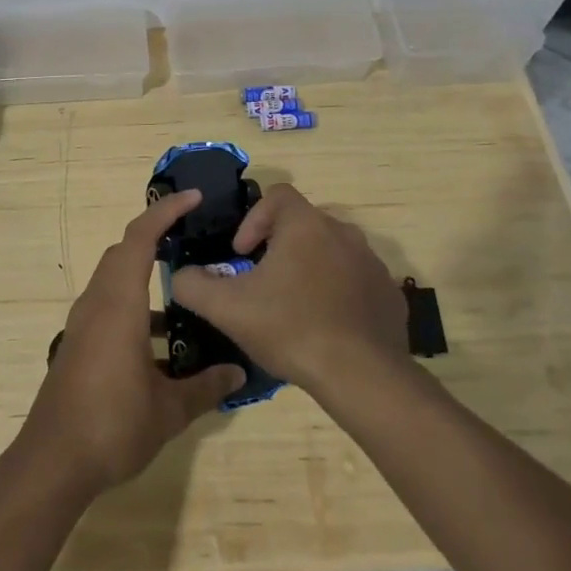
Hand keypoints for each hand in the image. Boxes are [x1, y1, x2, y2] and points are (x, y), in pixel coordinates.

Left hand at [19, 190, 244, 496]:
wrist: (53, 462)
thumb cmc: (113, 425)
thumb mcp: (170, 410)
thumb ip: (206, 387)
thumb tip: (238, 374)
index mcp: (118, 304)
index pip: (139, 239)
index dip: (165, 212)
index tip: (193, 199)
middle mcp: (97, 304)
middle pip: (123, 253)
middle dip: (156, 238)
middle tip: (192, 238)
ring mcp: (83, 325)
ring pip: (115, 281)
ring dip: (146, 278)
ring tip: (188, 296)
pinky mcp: (79, 345)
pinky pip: (109, 308)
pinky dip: (135, 309)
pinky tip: (164, 346)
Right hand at [170, 183, 403, 397]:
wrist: (361, 375)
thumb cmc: (290, 328)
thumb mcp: (227, 308)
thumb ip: (193, 285)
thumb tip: (180, 276)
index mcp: (306, 225)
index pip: (278, 195)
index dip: (253, 218)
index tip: (242, 254)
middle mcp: (344, 232)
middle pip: (304, 223)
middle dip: (280, 245)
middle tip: (263, 280)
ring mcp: (372, 263)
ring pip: (332, 251)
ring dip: (310, 268)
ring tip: (293, 304)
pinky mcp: (390, 293)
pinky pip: (357, 280)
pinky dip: (338, 292)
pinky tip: (325, 325)